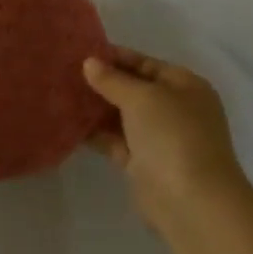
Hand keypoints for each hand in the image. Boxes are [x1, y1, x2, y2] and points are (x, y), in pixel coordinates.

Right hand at [83, 47, 250, 233]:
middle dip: (103, 83)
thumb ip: (113, 79)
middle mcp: (174, 110)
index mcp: (185, 86)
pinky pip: (115, 141)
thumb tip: (90, 63)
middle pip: (133, 90)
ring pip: (122, 116)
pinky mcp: (143, 163)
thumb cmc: (173, 135)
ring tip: (61, 95)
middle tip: (65, 74)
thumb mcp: (142, 98)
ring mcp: (159, 138)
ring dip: (96, 108)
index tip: (81, 52)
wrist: (192, 201)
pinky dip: (95, 133)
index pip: (146, 64)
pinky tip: (68, 124)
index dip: (116, 57)